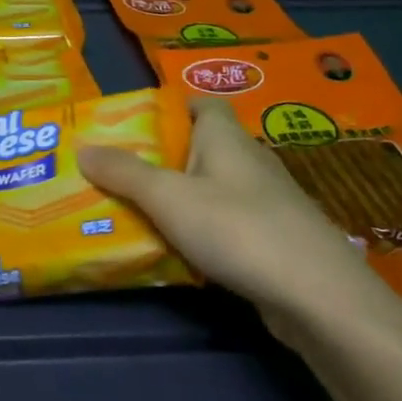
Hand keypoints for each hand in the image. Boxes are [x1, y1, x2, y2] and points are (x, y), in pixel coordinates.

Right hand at [78, 98, 392, 327]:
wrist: (318, 297)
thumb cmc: (237, 228)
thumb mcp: (168, 198)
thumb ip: (124, 173)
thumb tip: (82, 147)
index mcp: (225, 135)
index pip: (201, 103)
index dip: (170, 109)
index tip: (134, 128)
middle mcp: (247, 159)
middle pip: (200, 147)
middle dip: (163, 158)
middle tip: (119, 174)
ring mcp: (266, 201)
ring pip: (213, 188)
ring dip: (180, 198)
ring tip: (137, 212)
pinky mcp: (274, 238)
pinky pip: (227, 222)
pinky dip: (202, 230)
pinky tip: (178, 251)